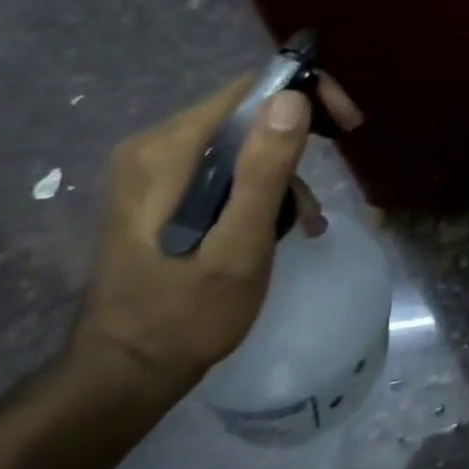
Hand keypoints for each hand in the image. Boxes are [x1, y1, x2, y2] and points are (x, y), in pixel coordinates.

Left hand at [69, 73, 362, 399]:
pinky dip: (260, 183)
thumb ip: (263, 172)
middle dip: (301, 130)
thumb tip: (294, 97)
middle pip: (248, 108)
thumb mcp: (238, 248)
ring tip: (306, 217)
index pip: (253, 89)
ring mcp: (154, 168)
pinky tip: (280, 221)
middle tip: (342, 153)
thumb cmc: (184, 317)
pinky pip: (225, 163)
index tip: (346, 127)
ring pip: (242, 138)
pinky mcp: (160, 189)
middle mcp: (154, 145)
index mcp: (167, 150)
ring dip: (282, 167)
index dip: (307, 95)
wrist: (121, 379)